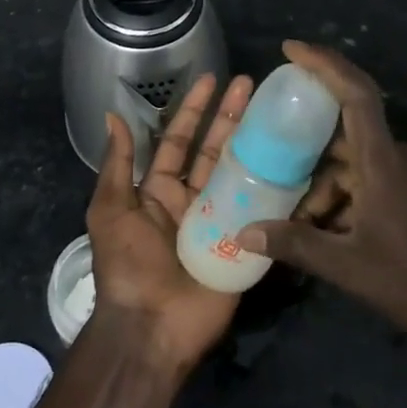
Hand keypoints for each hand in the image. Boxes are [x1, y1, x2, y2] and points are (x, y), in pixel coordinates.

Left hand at [87, 71, 253, 370]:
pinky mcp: (245, 244)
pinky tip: (296, 161)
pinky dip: (278, 188)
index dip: (194, 110)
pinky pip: (263, 211)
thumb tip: (113, 115)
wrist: (152, 327)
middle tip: (252, 85)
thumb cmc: (127, 265)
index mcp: (160, 191)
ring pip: (240, 173)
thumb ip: (117, 164)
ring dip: (255, 143)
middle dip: (231, 117)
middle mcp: (192, 200)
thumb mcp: (111, 210)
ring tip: (275, 112)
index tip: (212, 80)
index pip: (180, 141)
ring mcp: (221, 221)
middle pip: (215, 150)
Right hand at [238, 41, 406, 363]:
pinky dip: (348, 199)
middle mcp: (401, 159)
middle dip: (307, 159)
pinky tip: (330, 234)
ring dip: (327, 189)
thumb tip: (245, 232)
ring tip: (298, 225)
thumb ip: (297, 245)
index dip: (324, 65)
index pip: (355, 95)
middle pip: (345, 138)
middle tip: (271, 176)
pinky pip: (375, 183)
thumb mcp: (351, 268)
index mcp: (385, 163)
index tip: (290, 49)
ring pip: (358, 167)